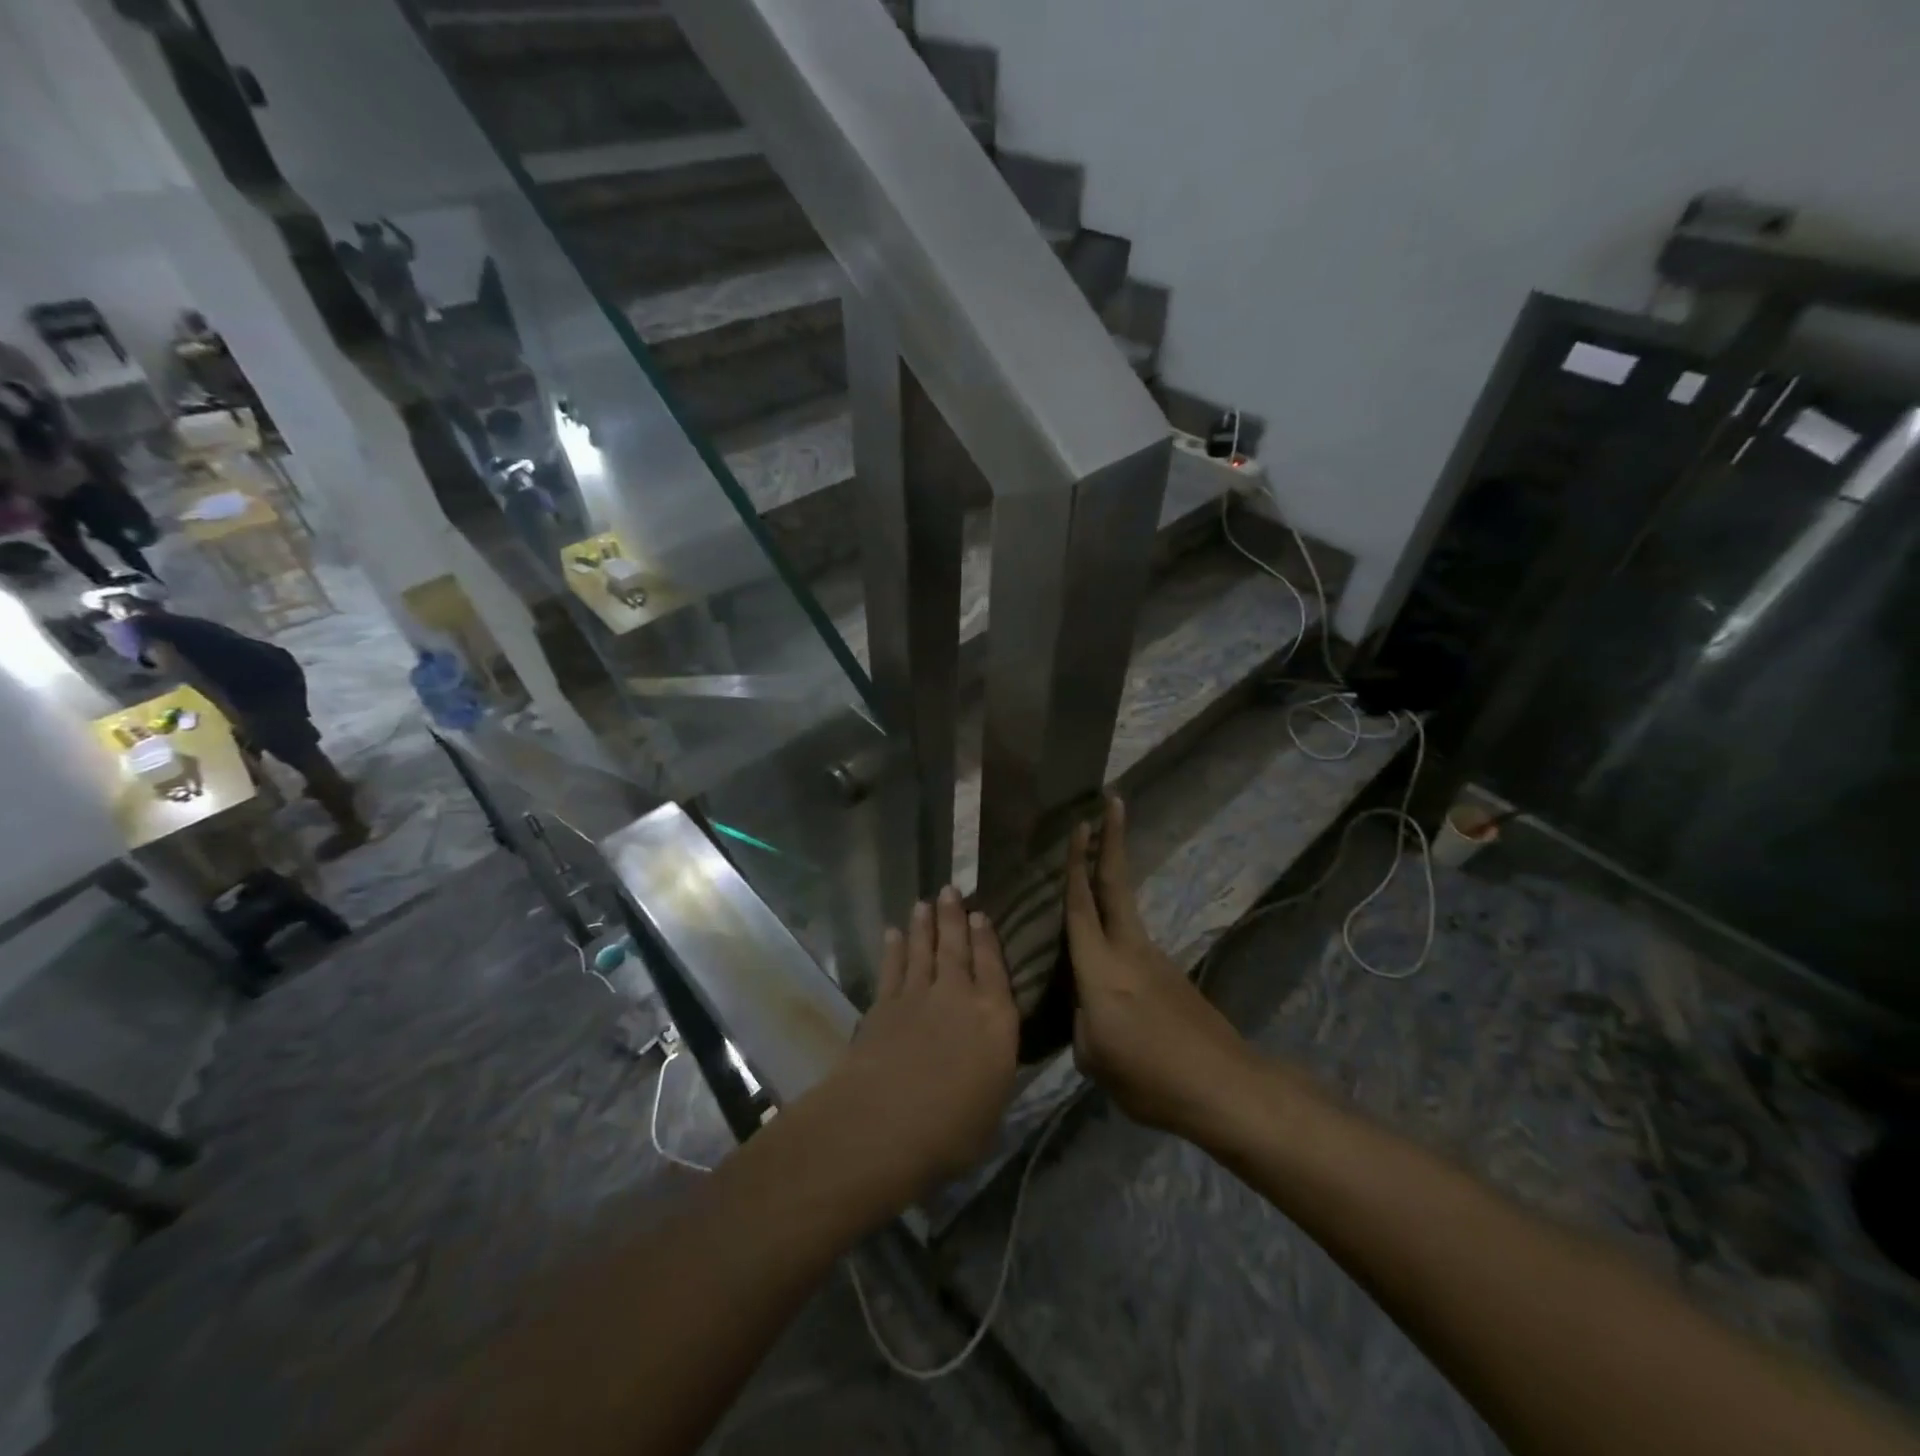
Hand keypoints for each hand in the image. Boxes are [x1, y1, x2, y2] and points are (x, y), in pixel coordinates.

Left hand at [828, 888, 1018, 1199]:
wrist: (886, 1122)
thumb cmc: (953, 1130)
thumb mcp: (992, 1107)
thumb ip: (991, 1074)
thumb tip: (988, 1063)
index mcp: (996, 1019)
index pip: (994, 968)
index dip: (987, 939)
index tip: (980, 914)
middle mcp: (959, 997)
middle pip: (956, 948)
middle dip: (953, 917)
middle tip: (950, 890)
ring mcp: (918, 997)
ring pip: (923, 951)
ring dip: (923, 925)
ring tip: (924, 903)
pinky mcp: (884, 1006)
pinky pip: (892, 968)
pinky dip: (893, 949)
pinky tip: (893, 934)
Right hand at [1065, 796, 1258, 1136]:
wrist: (1225, 1090)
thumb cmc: (1150, 1076)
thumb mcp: (1094, 1059)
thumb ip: (1081, 1022)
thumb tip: (1087, 1008)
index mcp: (1101, 969)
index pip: (1082, 905)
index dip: (1077, 863)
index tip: (1080, 822)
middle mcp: (1128, 951)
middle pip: (1116, 884)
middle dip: (1112, 840)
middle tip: (1111, 802)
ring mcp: (1155, 962)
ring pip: (1124, 913)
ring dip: (1109, 886)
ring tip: (1087, 877)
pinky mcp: (1171, 979)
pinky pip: (1133, 947)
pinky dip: (1116, 937)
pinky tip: (1110, 972)